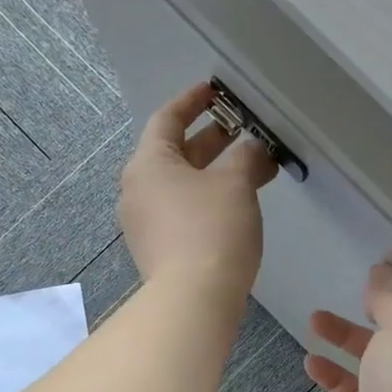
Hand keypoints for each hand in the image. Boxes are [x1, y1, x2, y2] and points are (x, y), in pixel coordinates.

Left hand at [120, 82, 276, 295]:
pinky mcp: (156, 249)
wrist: (193, 299)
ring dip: (213, 173)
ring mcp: (143, 222)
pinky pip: (180, 211)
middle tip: (242, 131)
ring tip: (250, 168)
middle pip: (174, 152)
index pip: (167, 118)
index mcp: (149, 163)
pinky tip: (235, 204)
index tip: (214, 92)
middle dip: (211, 140)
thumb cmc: (212, 230)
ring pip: (180, 185)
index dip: (193, 101)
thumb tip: (254, 149)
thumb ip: (247, 158)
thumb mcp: (236, 184)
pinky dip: (206, 199)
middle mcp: (137, 189)